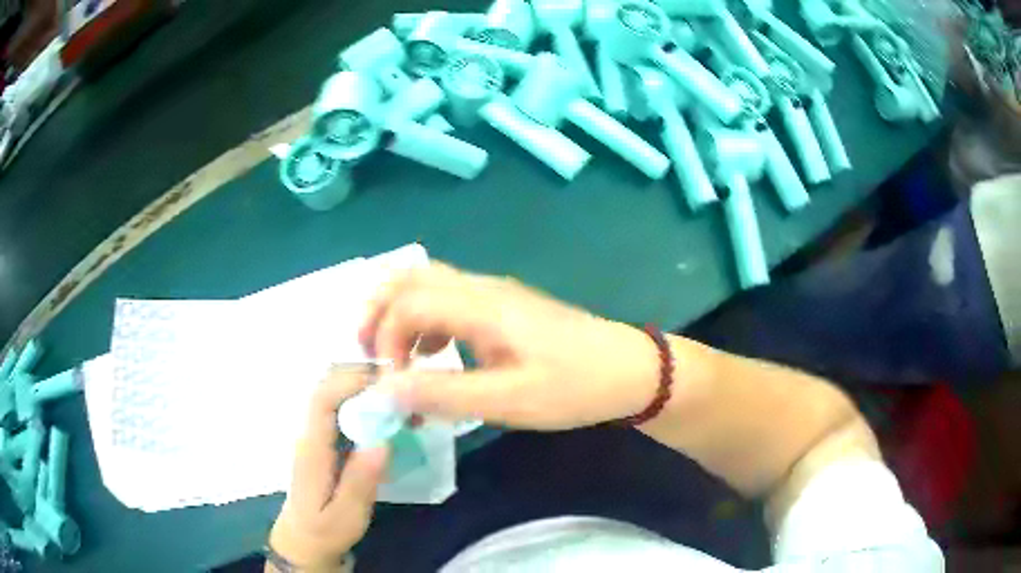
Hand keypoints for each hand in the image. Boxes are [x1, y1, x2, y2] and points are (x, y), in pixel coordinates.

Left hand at [268, 368, 388, 571]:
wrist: (303, 540)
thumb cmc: (325, 530)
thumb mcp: (346, 515)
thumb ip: (360, 480)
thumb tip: (382, 440)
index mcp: (312, 448)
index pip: (322, 398)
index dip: (350, 382)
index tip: (387, 384)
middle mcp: (310, 434)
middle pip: (329, 389)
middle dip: (363, 381)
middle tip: (403, 393)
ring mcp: (316, 437)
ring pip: (336, 397)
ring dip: (366, 392)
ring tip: (402, 406)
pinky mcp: (325, 443)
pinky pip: (342, 412)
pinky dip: (365, 407)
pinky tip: (389, 421)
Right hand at [359, 263, 660, 429]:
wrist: (628, 370)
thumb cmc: (573, 386)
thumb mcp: (508, 401)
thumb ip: (444, 394)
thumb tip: (386, 390)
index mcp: (482, 306)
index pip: (409, 301)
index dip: (385, 337)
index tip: (390, 381)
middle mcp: (483, 288)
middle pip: (412, 276)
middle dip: (379, 310)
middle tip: (368, 352)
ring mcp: (495, 293)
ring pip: (429, 284)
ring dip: (401, 314)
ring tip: (396, 358)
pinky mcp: (504, 306)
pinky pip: (450, 299)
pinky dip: (426, 320)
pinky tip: (434, 354)